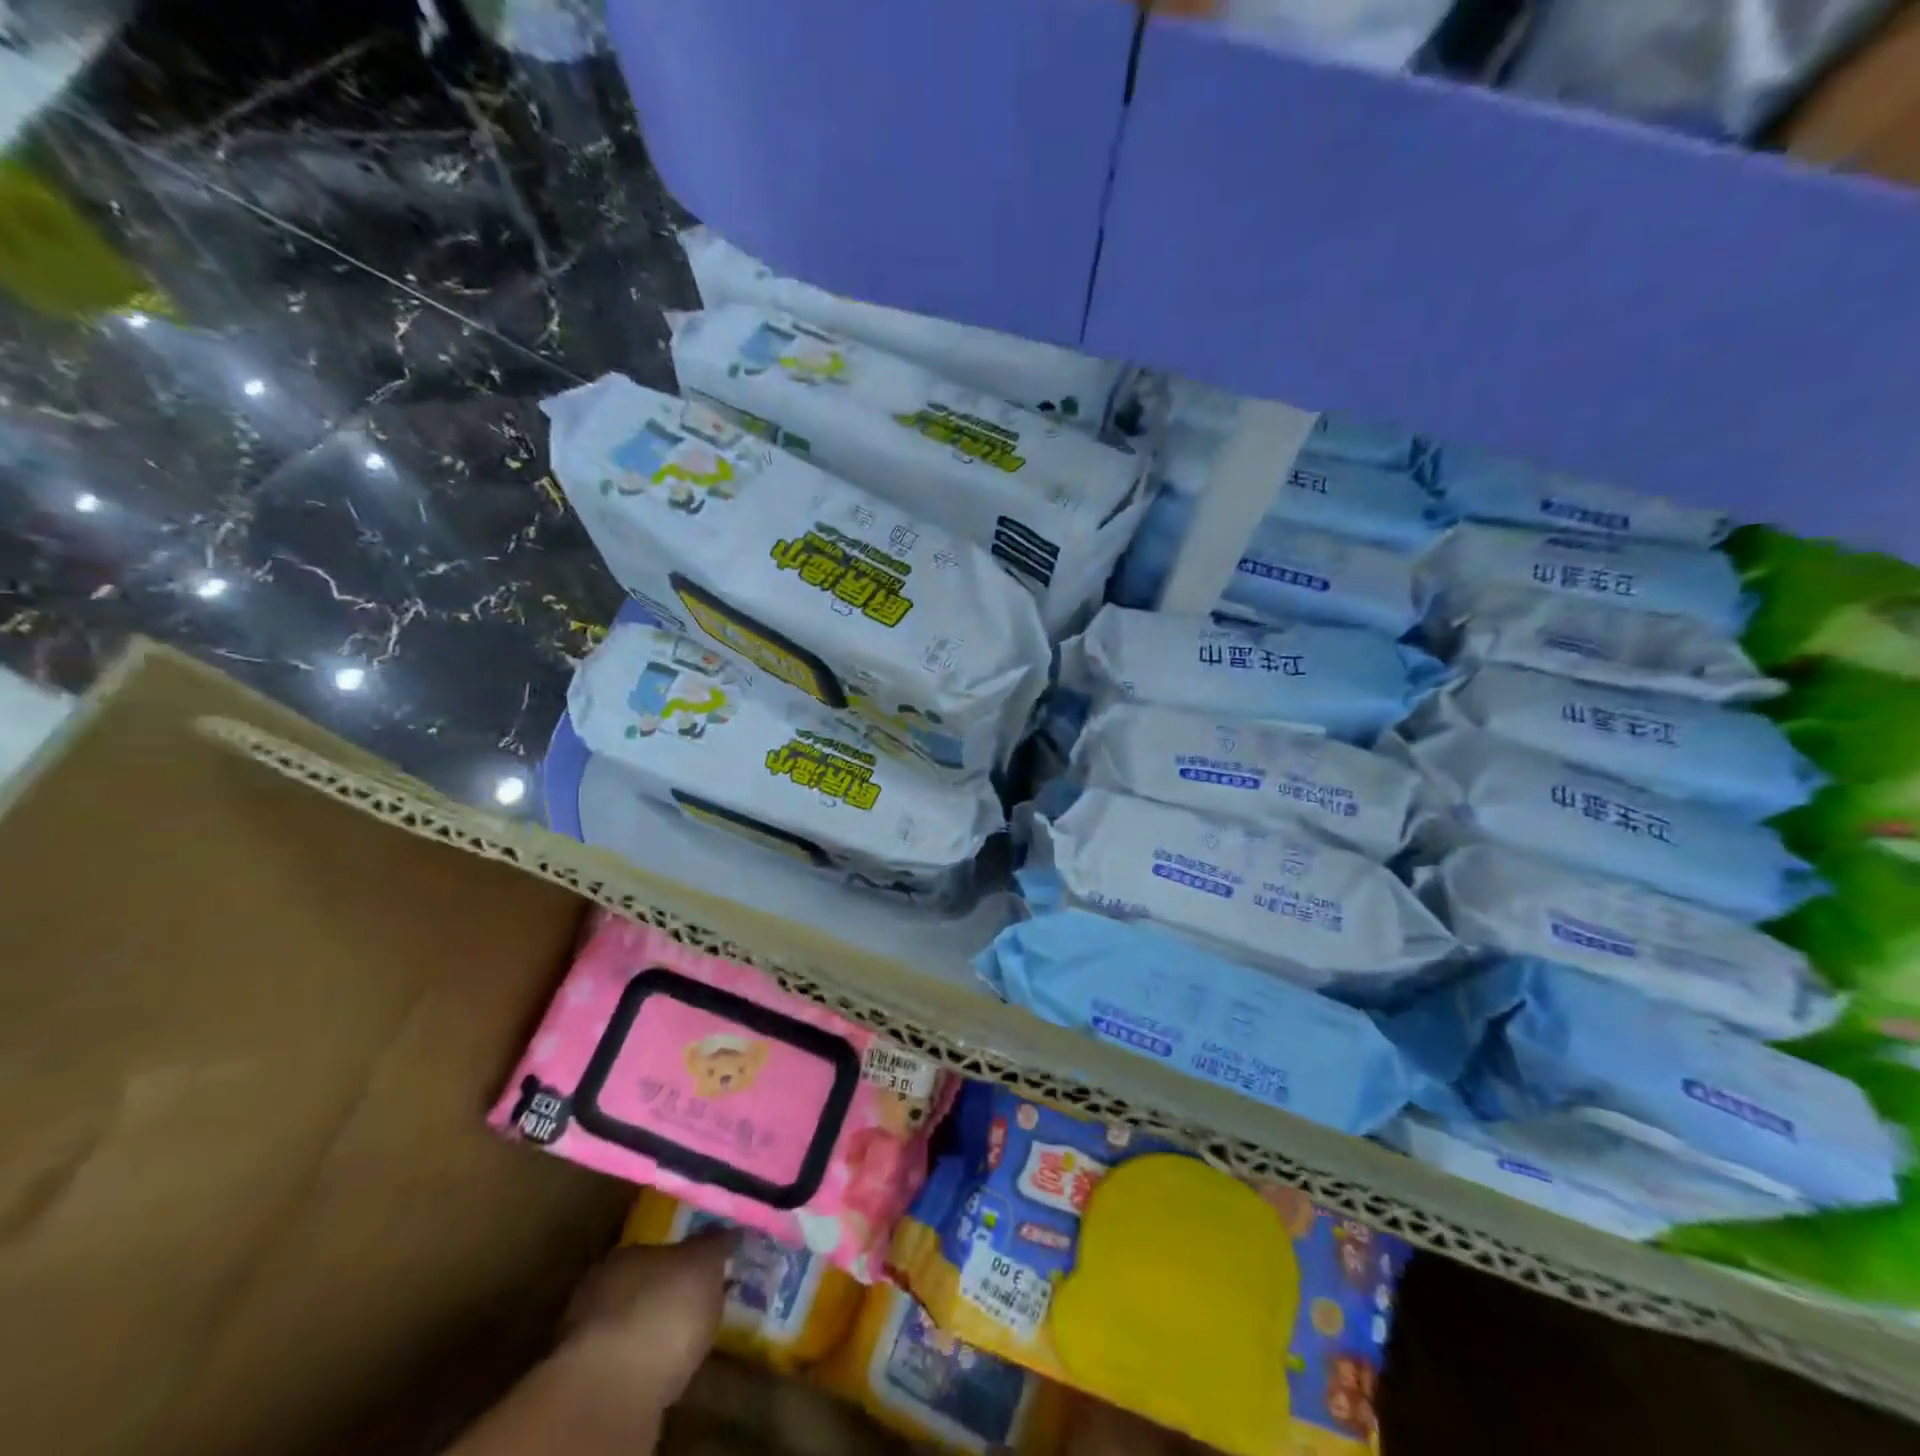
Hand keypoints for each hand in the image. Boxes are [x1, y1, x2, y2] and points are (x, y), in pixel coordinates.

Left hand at [446, 1232, 734, 1455]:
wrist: (612, 1390)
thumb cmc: (663, 1310)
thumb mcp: (704, 1265)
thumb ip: (716, 1245)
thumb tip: (730, 1228)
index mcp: (626, 1252)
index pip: (657, 1249)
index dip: (681, 1260)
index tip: (703, 1271)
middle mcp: (598, 1288)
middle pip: (638, 1285)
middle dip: (662, 1294)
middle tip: (693, 1305)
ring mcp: (584, 1337)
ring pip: (625, 1325)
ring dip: (647, 1332)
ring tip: (679, 1344)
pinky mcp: (582, 1384)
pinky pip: (619, 1365)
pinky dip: (637, 1367)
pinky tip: (658, 1374)